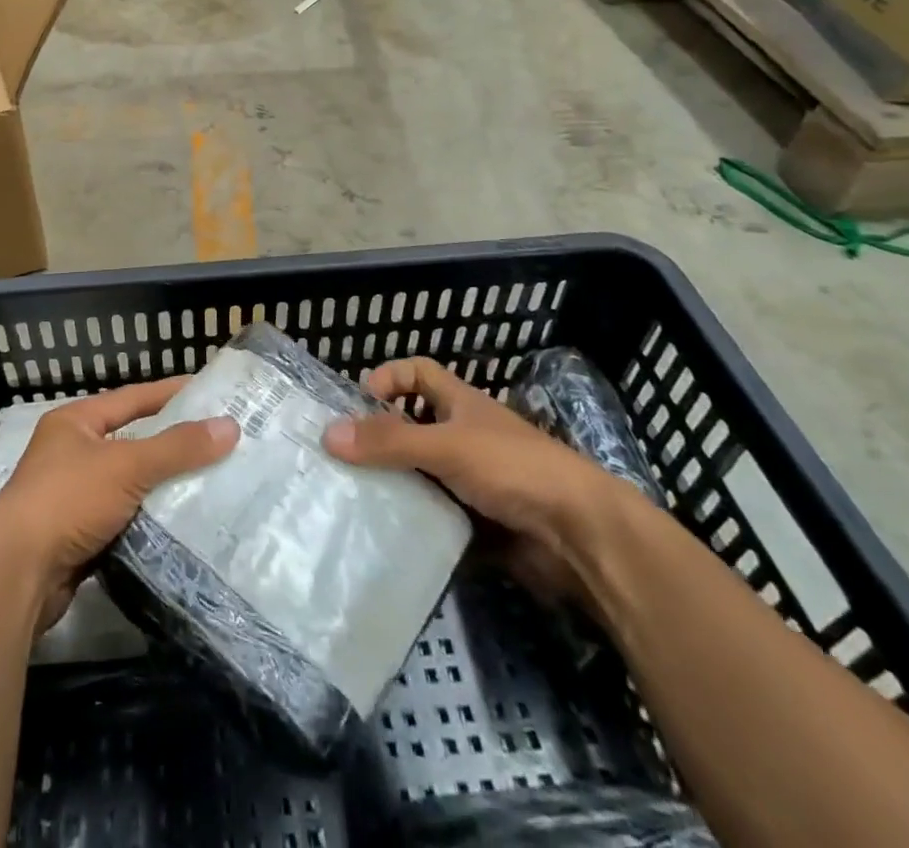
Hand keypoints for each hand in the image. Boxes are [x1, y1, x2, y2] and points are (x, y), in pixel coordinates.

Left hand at [0, 378, 238, 628]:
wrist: (16, 574)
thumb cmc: (68, 500)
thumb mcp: (127, 465)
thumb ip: (178, 447)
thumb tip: (230, 426)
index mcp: (76, 423)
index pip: (133, 398)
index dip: (170, 393)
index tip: (209, 392)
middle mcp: (72, 453)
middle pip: (133, 442)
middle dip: (173, 445)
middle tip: (220, 442)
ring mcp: (74, 498)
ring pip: (131, 485)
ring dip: (165, 487)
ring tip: (214, 483)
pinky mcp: (80, 537)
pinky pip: (126, 520)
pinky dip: (152, 522)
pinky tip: (185, 525)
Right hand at [323, 356, 626, 600]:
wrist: (582, 536)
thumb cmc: (513, 468)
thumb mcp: (446, 446)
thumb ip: (389, 441)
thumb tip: (327, 433)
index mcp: (461, 403)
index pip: (417, 372)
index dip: (388, 377)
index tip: (358, 403)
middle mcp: (465, 435)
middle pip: (414, 424)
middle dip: (381, 436)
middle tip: (342, 456)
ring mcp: (473, 479)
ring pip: (422, 471)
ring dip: (394, 480)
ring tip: (353, 494)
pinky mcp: (479, 519)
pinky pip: (436, 511)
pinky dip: (414, 517)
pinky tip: (387, 530)